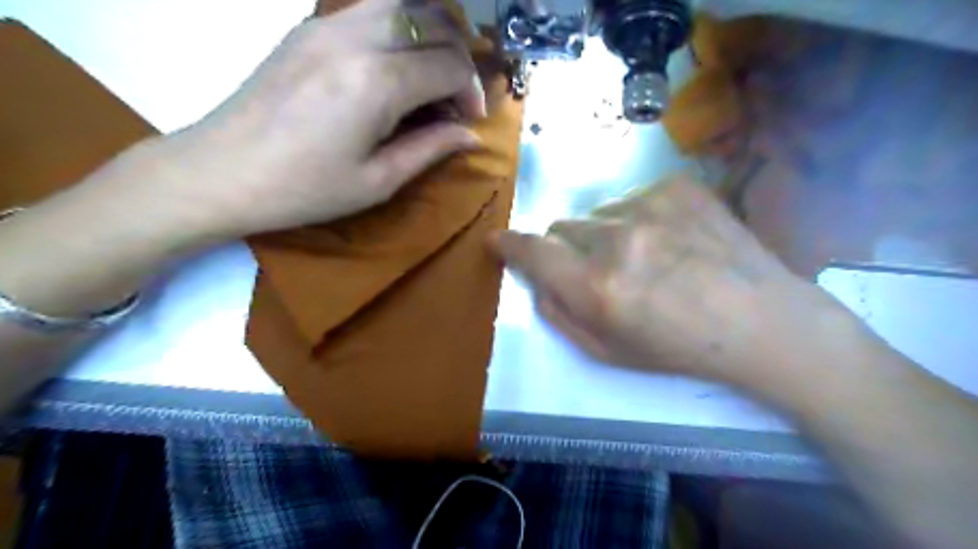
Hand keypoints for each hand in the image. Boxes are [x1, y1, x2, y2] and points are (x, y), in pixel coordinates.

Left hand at [142, 0, 483, 242]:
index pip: (449, 66)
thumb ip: (430, 149)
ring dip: (431, 36)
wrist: (221, 171)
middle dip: (459, 59)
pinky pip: (371, 11)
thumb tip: (471, 135)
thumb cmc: (305, 188)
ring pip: (403, 4)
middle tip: (457, 100)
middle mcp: (356, 38)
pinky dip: (399, 31)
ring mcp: (327, 24)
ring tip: (433, 78)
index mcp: (377, 82)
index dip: (472, 92)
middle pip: (434, 23)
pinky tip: (395, 70)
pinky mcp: (309, 27)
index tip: (471, 121)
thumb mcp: (377, 181)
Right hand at [494, 174, 857, 390]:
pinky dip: (638, 218)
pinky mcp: (677, 186)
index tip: (498, 242)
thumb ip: (560, 315)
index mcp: (597, 287)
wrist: (762, 321)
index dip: (509, 245)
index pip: (532, 251)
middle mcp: (617, 240)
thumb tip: (537, 280)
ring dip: (605, 234)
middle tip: (599, 270)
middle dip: (567, 249)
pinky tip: (671, 240)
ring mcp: (650, 206)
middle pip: (562, 227)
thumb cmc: (680, 348)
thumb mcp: (608, 352)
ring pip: (597, 214)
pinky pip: (632, 198)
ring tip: (645, 257)